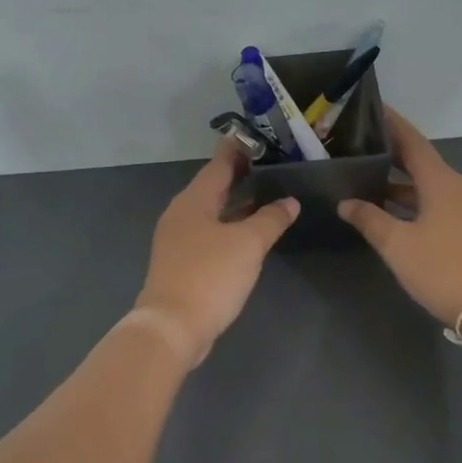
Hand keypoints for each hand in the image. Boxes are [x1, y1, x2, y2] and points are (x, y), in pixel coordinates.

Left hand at [133, 142, 298, 367]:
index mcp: (194, 200)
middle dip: (238, 175)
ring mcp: (178, 239)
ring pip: (211, 211)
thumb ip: (271, 219)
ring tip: (264, 194)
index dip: (237, 149)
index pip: (218, 164)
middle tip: (268, 163)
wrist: (172, 327)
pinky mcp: (181, 262)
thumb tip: (289, 201)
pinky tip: (247, 232)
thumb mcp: (248, 244)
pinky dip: (229, 225)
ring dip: (235, 202)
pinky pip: (209, 232)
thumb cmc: (210, 276)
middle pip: (212, 186)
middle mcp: (182, 214)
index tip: (255, 136)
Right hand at [339, 108, 461, 329]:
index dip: (393, 125)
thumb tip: (346, 202)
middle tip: (361, 148)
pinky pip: (440, 204)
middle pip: (422, 163)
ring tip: (370, 183)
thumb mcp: (398, 245)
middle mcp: (459, 186)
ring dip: (402, 184)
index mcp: (442, 181)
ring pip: (430, 186)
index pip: (413, 142)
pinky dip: (417, 202)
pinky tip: (397, 214)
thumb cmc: (444, 268)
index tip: (374, 108)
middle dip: (392, 155)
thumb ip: (370, 219)